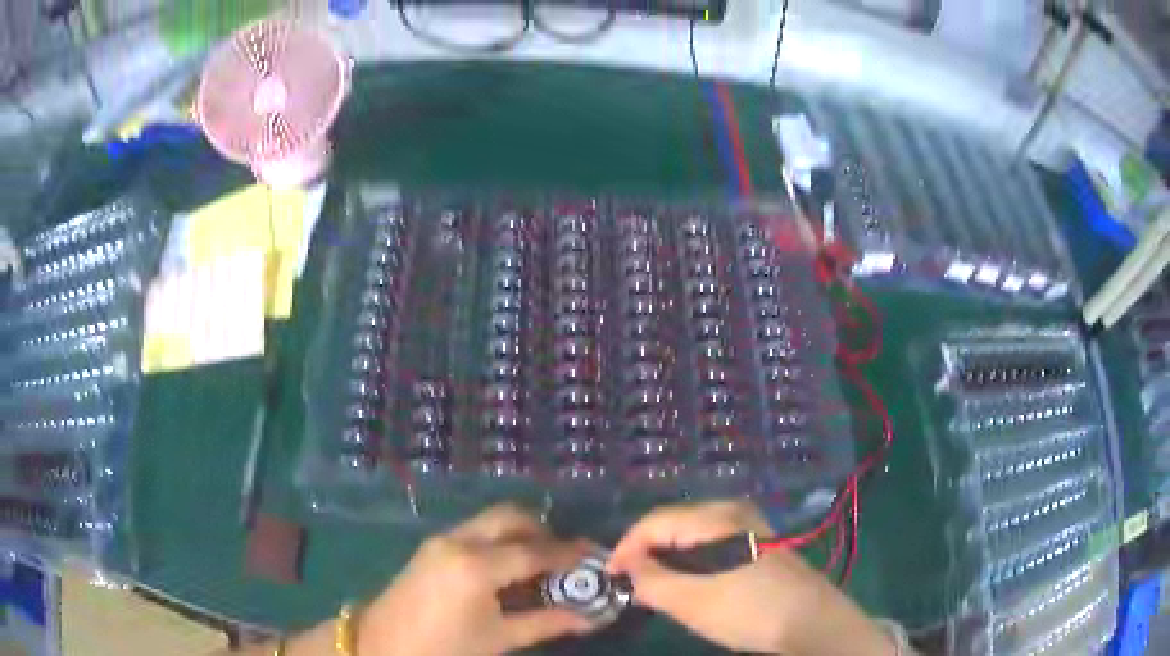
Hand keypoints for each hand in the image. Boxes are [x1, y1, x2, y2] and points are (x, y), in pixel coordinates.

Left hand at [356, 504, 595, 655]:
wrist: (383, 646)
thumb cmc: (445, 648)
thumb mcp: (500, 638)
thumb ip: (548, 622)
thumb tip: (592, 616)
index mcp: (476, 566)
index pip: (535, 551)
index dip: (569, 554)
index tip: (595, 556)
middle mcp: (458, 541)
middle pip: (510, 517)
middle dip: (543, 531)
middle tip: (564, 558)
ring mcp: (441, 540)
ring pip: (491, 521)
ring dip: (520, 534)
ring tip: (540, 565)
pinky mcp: (431, 547)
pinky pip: (475, 532)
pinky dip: (499, 541)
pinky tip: (508, 569)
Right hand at [607, 500, 835, 654]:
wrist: (810, 621)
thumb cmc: (747, 609)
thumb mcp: (689, 600)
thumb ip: (649, 581)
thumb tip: (627, 568)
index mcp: (715, 516)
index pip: (654, 522)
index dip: (625, 548)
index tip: (608, 577)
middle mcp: (732, 510)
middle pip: (673, 525)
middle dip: (646, 553)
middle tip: (629, 583)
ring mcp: (749, 526)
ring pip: (692, 536)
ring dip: (668, 559)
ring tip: (653, 587)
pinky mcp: (759, 543)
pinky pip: (712, 545)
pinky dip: (691, 562)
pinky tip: (689, 584)